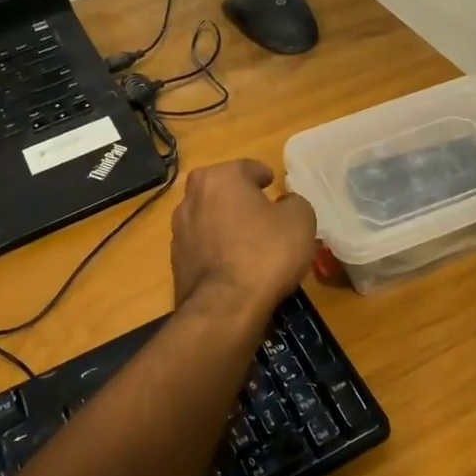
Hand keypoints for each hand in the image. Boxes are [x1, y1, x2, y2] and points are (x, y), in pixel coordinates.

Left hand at [170, 159, 317, 316]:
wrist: (224, 308)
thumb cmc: (266, 252)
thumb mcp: (300, 219)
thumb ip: (295, 202)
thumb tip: (286, 205)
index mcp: (220, 177)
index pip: (248, 168)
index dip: (264, 176)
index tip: (274, 186)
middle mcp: (192, 197)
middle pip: (223, 191)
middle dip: (241, 198)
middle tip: (264, 213)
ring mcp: (179, 230)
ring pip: (210, 219)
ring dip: (226, 224)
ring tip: (249, 242)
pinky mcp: (176, 261)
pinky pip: (204, 246)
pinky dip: (218, 250)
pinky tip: (235, 265)